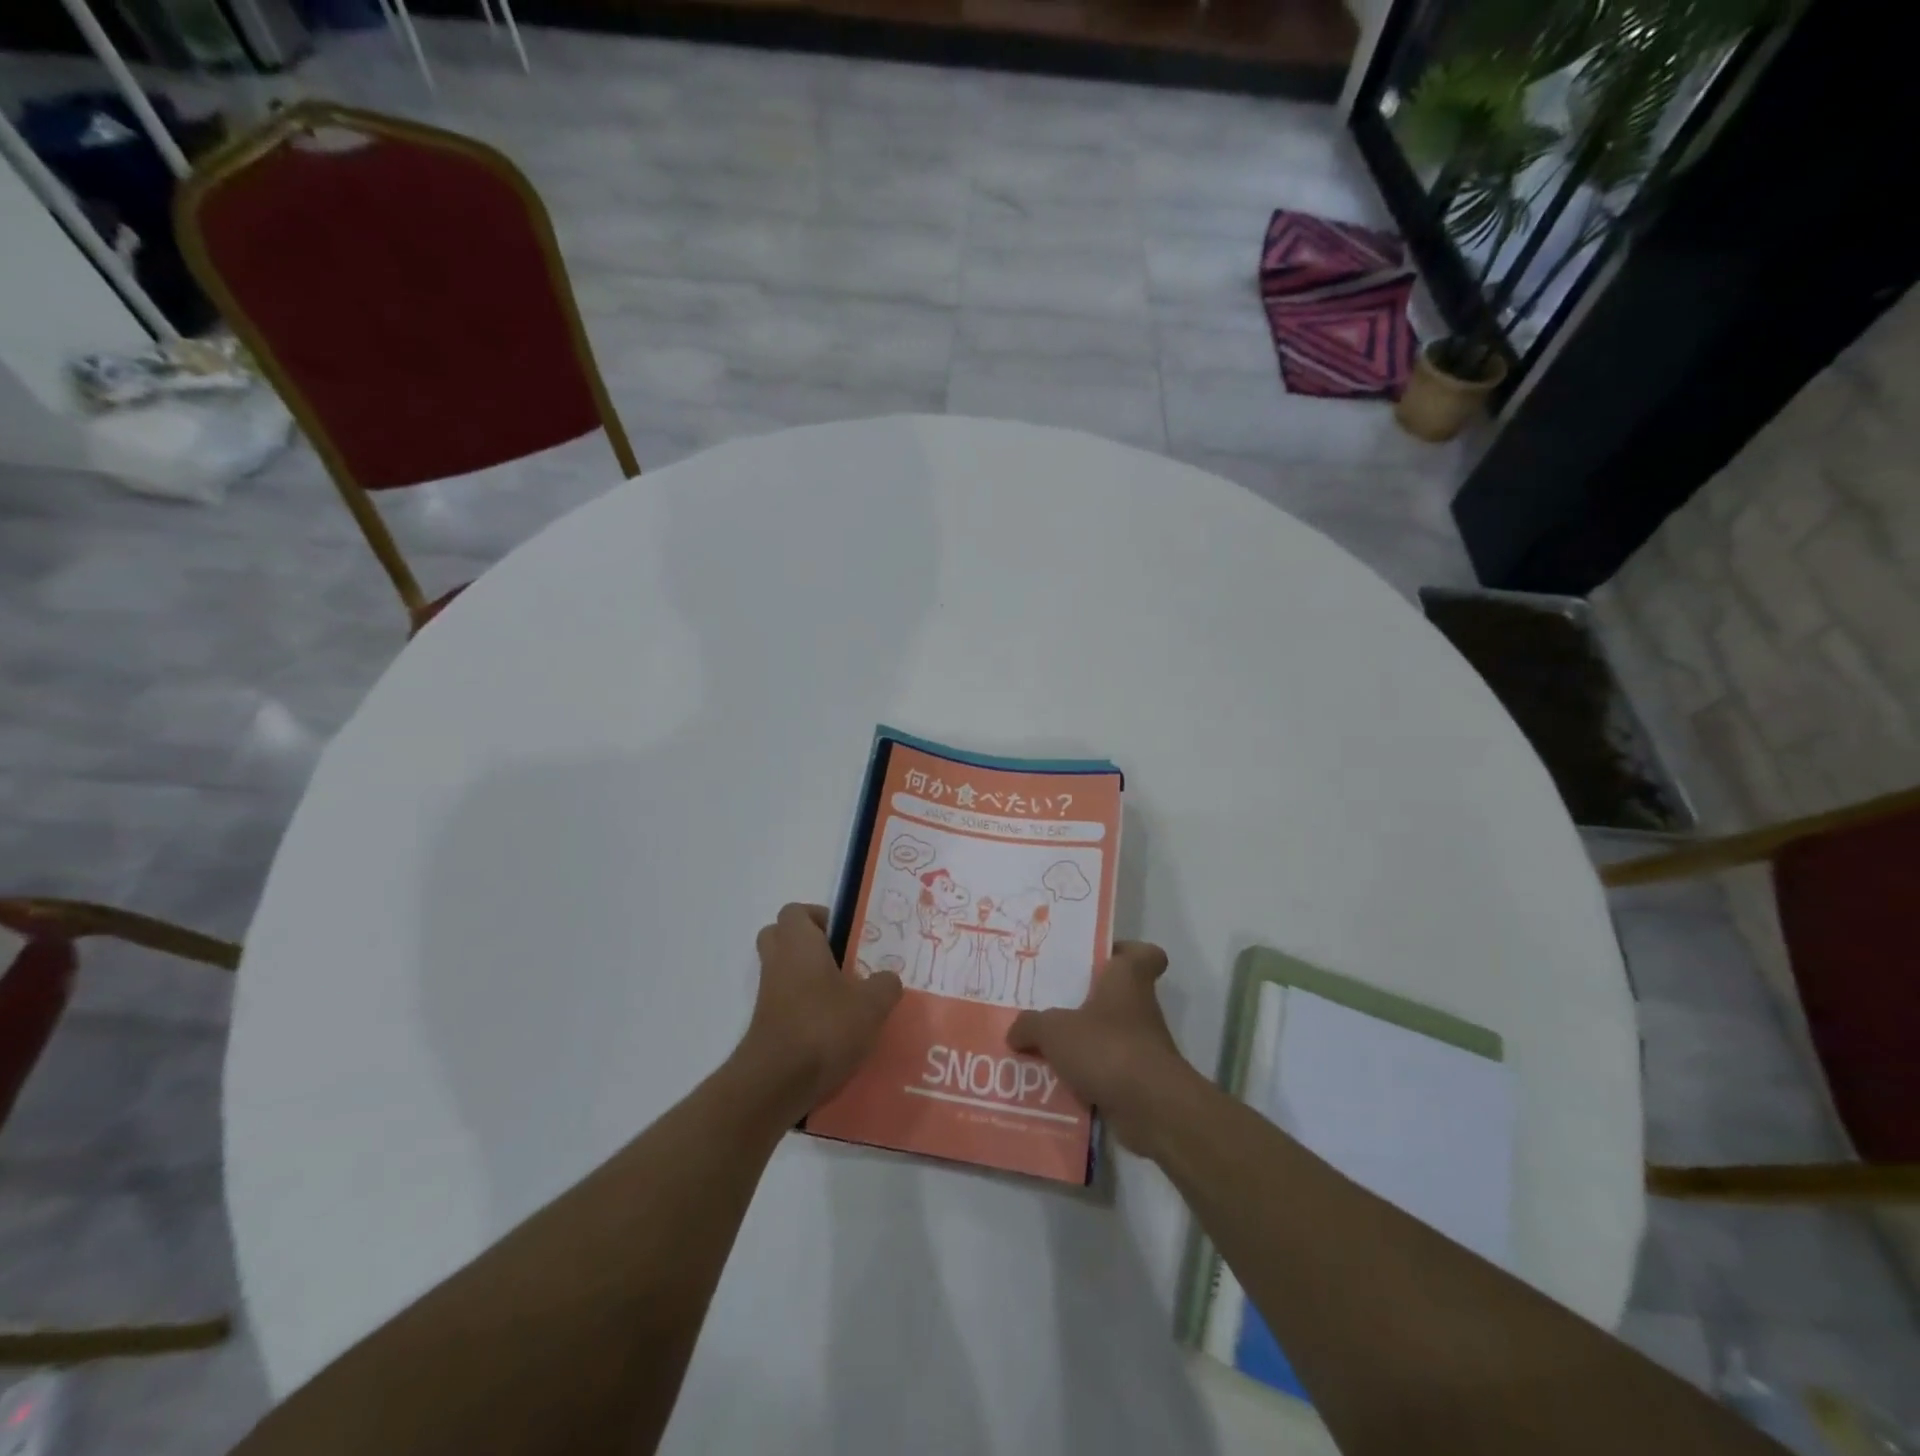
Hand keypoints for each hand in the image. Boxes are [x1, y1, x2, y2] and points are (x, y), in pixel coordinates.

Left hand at [736, 903, 902, 1119]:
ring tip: (845, 997)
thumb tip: (888, 979)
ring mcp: (768, 996)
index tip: (844, 935)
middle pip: (781, 938)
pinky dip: (804, 1009)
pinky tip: (834, 1029)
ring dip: (807, 979)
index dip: (818, 917)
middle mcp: (777, 962)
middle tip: (841, 960)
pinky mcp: (767, 1026)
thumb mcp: (871, 1004)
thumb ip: (885, 985)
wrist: (776, 1083)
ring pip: (784, 972)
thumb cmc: (823, 1027)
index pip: (795, 912)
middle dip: (808, 945)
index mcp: (798, 943)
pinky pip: (785, 1004)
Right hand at [1006, 941, 1201, 1155]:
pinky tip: (1052, 1083)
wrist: (1151, 1109)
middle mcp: (1139, 1008)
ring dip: (1080, 1043)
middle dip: (1083, 1002)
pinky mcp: (1138, 1081)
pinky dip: (1084, 1077)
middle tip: (1048, 1005)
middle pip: (1114, 996)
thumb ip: (1030, 1025)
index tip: (1097, 959)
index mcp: (1127, 979)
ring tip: (1040, 1047)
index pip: (1143, 954)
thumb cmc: (1107, 1048)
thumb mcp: (1054, 1030)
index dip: (1124, 952)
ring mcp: (1141, 1047)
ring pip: (1106, 1035)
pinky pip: (1105, 1071)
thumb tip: (1015, 1032)